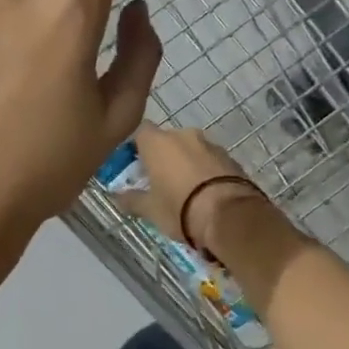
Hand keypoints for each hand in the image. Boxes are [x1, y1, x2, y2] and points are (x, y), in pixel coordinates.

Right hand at [118, 124, 268, 252]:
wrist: (230, 215)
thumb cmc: (180, 208)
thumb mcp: (150, 209)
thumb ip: (131, 199)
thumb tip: (117, 196)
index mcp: (158, 142)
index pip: (140, 133)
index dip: (136, 148)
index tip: (136, 167)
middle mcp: (184, 135)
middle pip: (167, 140)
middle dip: (163, 157)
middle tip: (160, 182)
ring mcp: (210, 144)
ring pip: (191, 150)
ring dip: (187, 164)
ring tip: (186, 190)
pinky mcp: (231, 158)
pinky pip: (211, 161)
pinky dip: (206, 171)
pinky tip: (206, 193)